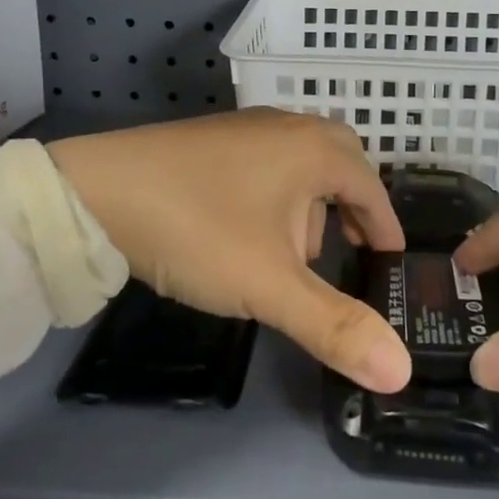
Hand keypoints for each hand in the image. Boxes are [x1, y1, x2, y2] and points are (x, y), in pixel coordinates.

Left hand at [48, 109, 411, 392]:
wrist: (97, 191)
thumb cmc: (198, 230)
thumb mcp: (270, 286)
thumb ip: (335, 327)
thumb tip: (401, 371)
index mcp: (314, 150)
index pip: (370, 185)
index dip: (385, 224)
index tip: (392, 259)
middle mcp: (288, 127)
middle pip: (340, 162)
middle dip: (350, 207)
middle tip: (351, 248)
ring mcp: (248, 128)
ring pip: (301, 162)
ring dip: (310, 203)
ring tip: (291, 254)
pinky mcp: (215, 138)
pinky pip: (268, 161)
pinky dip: (277, 194)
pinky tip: (248, 229)